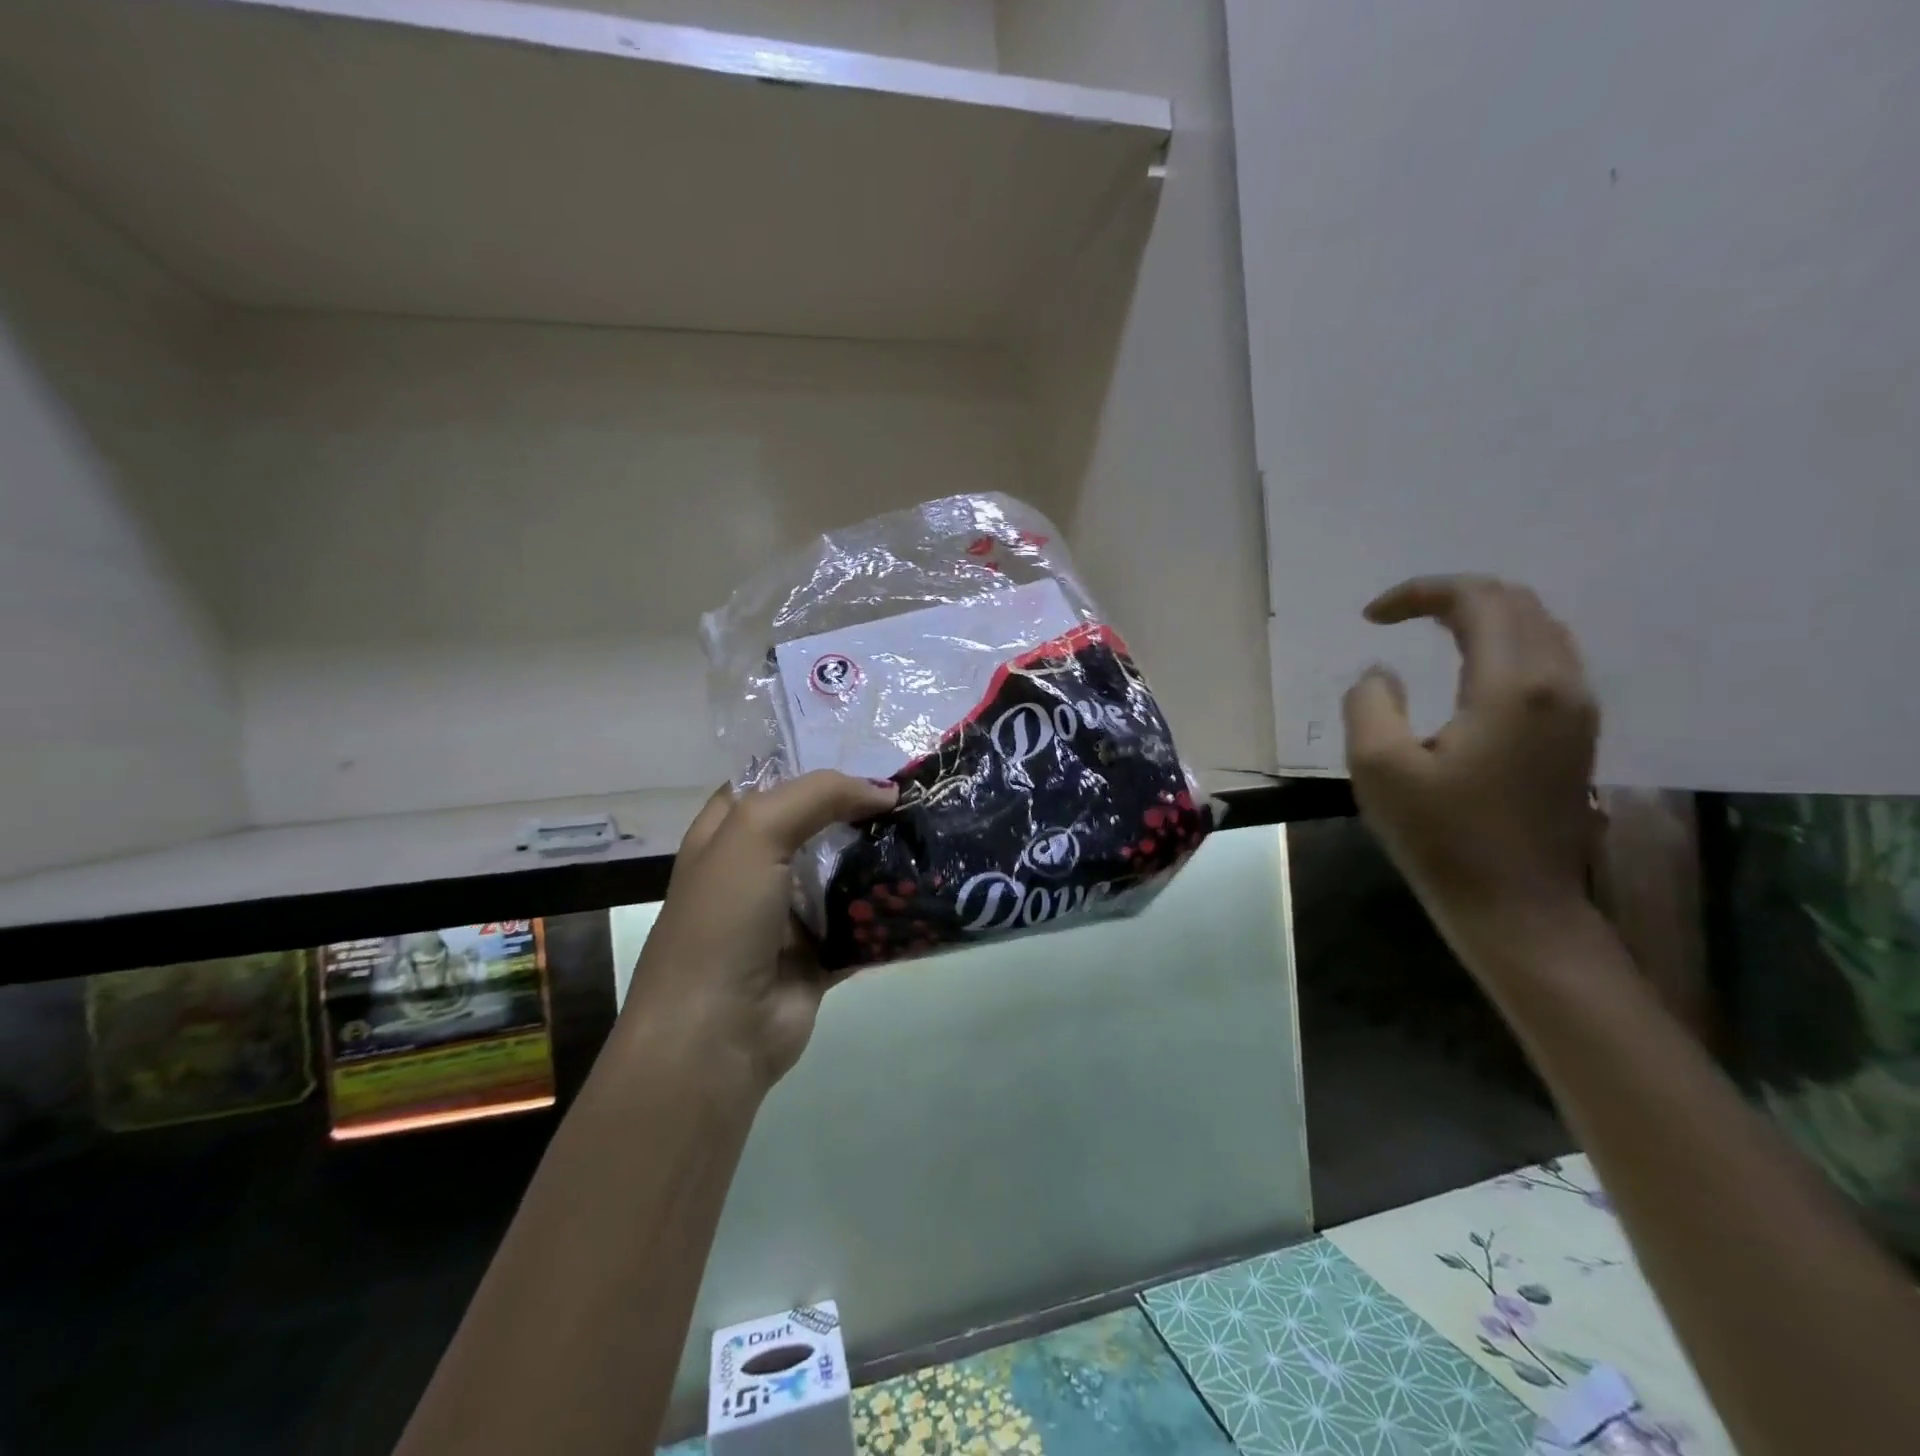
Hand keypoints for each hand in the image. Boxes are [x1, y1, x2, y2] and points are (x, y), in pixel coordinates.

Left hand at [624, 772, 896, 1092]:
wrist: (715, 1035)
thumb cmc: (723, 920)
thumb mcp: (756, 833)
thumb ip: (818, 796)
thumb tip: (885, 791)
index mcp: (727, 834)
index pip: (773, 782)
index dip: (816, 766)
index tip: (872, 758)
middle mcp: (758, 868)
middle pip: (818, 825)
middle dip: (862, 811)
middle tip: (916, 795)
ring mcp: (790, 913)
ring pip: (845, 872)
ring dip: (882, 859)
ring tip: (932, 834)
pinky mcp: (820, 953)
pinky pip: (863, 921)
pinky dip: (890, 910)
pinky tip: (928, 889)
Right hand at [1342, 576, 1599, 938]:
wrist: (1518, 907)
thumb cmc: (1443, 839)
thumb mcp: (1379, 769)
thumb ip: (1370, 704)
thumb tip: (1382, 674)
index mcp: (1513, 686)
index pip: (1477, 601)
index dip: (1420, 593)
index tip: (1371, 617)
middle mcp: (1560, 683)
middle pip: (1516, 603)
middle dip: (1451, 596)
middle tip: (1397, 617)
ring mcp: (1578, 709)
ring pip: (1539, 627)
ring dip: (1482, 616)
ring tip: (1429, 632)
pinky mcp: (1578, 733)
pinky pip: (1548, 658)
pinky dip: (1504, 643)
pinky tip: (1469, 668)